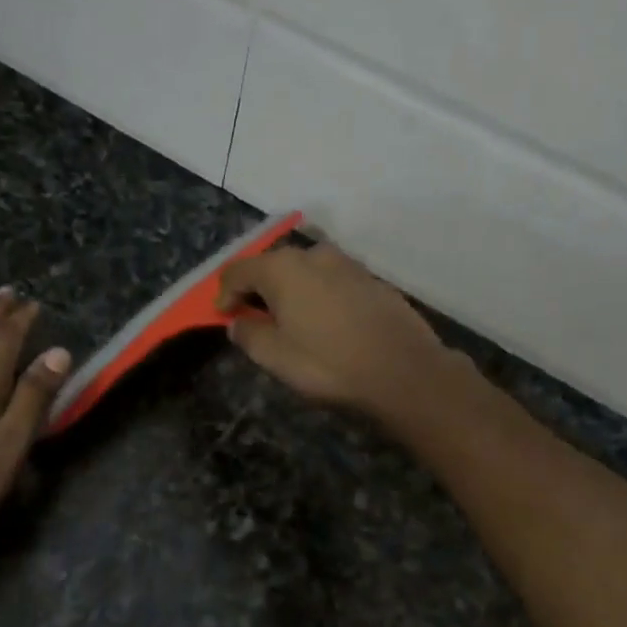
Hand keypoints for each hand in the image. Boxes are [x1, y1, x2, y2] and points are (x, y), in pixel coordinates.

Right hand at [216, 240, 468, 422]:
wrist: (404, 371)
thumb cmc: (329, 364)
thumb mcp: (276, 357)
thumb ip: (249, 335)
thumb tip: (239, 322)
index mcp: (283, 268)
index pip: (238, 270)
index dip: (224, 293)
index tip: (222, 316)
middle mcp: (314, 255)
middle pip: (272, 265)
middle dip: (257, 289)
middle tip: (253, 318)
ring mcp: (347, 264)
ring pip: (305, 271)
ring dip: (290, 291)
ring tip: (291, 321)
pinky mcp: (371, 279)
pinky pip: (331, 280)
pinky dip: (318, 294)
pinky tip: (326, 322)